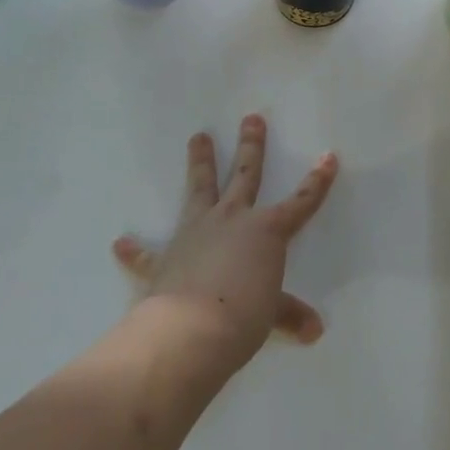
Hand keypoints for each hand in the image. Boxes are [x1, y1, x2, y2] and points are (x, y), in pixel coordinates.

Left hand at [112, 115, 337, 369]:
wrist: (191, 330)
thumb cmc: (244, 316)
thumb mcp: (272, 315)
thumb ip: (288, 314)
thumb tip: (314, 331)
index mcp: (266, 231)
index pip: (300, 203)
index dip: (317, 182)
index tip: (328, 156)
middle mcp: (232, 220)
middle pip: (245, 175)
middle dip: (251, 146)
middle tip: (251, 118)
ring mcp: (196, 233)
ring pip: (200, 189)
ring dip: (199, 163)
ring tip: (197, 136)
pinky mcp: (166, 256)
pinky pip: (148, 252)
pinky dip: (135, 250)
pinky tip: (120, 243)